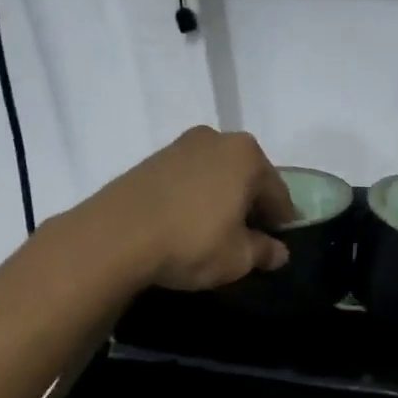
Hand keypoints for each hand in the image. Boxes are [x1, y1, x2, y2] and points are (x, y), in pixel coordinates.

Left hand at [75, 127, 295, 290]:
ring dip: (221, 200)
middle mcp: (217, 140)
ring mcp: (180, 146)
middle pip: (246, 178)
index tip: (278, 244)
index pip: (278, 193)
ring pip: (215, 176)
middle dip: (250, 206)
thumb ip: (264, 252)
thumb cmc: (192, 242)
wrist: (114, 236)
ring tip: (215, 233)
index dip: (282, 222)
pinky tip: (187, 224)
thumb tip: (278, 252)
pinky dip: (194, 198)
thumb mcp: (238, 257)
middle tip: (248, 239)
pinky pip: (187, 179)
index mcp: (247, 155)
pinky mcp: (151, 160)